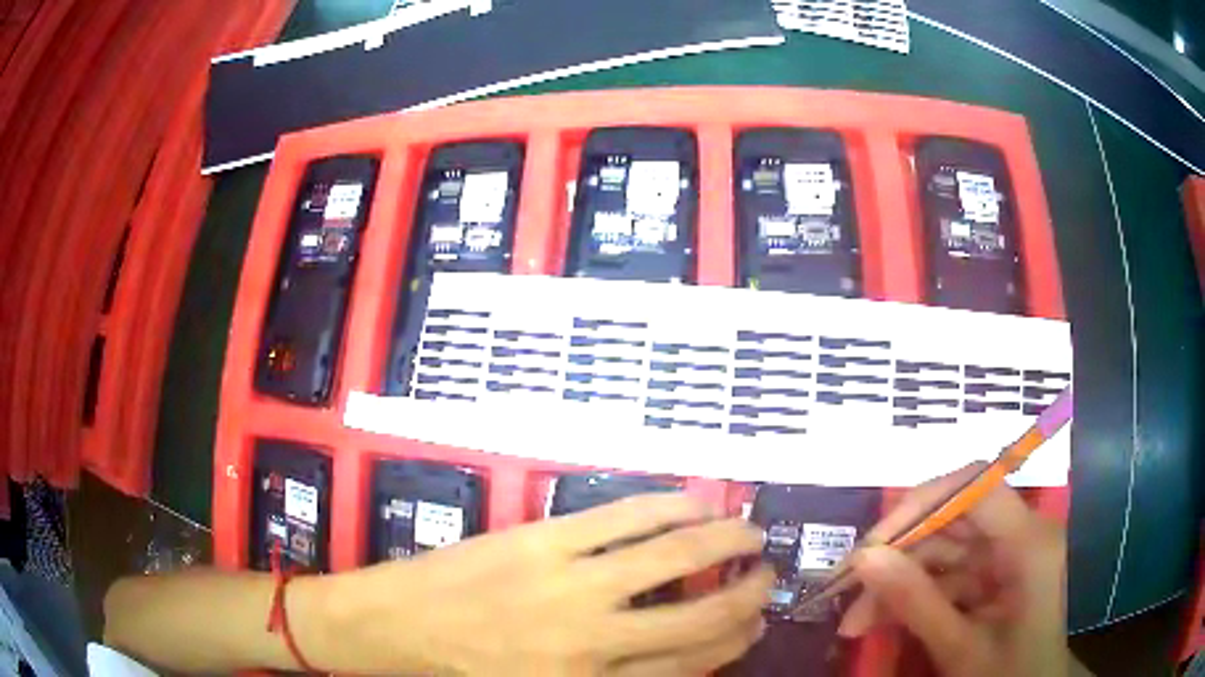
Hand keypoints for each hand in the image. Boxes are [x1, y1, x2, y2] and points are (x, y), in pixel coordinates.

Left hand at [304, 493, 772, 675]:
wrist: (394, 628)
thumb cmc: (466, 673)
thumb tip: (674, 654)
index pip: (692, 665)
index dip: (735, 640)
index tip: (755, 621)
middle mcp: (594, 639)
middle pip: (699, 617)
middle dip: (747, 595)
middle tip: (768, 577)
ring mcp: (569, 583)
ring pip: (674, 557)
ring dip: (725, 539)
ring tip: (752, 531)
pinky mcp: (543, 540)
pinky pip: (623, 518)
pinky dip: (669, 506)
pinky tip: (696, 501)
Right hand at [836, 464, 1084, 676]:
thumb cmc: (1008, 675)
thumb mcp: (961, 649)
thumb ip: (916, 604)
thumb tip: (864, 559)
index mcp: (1029, 542)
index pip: (976, 487)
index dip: (922, 503)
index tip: (872, 545)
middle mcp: (1020, 535)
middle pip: (954, 517)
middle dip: (900, 553)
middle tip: (850, 589)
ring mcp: (1006, 556)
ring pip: (944, 548)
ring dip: (899, 580)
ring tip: (856, 621)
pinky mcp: (994, 575)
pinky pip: (947, 574)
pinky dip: (913, 596)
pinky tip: (880, 621)